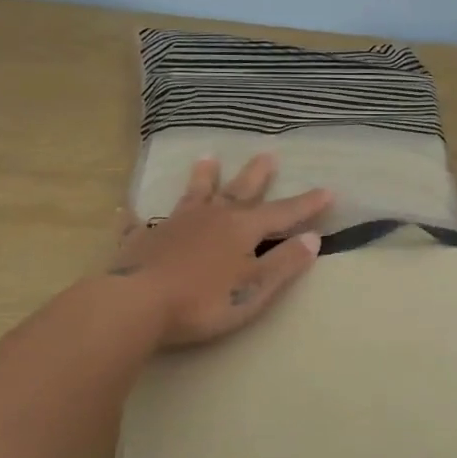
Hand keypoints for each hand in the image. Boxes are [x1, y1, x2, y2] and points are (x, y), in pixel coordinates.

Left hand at [108, 154, 331, 347]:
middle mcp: (209, 217)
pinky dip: (138, 216)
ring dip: (203, 178)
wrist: (138, 303)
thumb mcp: (255, 288)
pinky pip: (139, 223)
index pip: (282, 213)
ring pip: (193, 195)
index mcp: (241, 229)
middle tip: (267, 154)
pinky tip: (129, 209)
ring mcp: (173, 225)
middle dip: (256, 175)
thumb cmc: (204, 300)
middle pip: (238, 191)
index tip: (328, 190)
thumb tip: (313, 238)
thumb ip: (284, 263)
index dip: (306, 204)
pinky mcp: (141, 240)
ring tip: (207, 158)